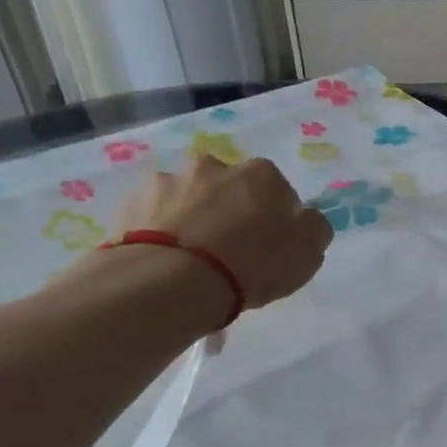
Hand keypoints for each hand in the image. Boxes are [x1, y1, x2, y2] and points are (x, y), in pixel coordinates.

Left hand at [120, 153, 332, 318]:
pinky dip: (163, 231)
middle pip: (231, 189)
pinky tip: (168, 260)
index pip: (279, 191)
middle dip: (233, 211)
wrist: (174, 281)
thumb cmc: (254, 263)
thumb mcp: (309, 251)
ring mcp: (168, 182)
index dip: (278, 218)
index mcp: (261, 173)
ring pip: (190, 199)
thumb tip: (303, 218)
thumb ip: (314, 227)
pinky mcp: (132, 204)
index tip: (273, 245)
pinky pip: (156, 217)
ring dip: (195, 218)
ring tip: (195, 259)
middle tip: (233, 250)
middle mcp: (214, 165)